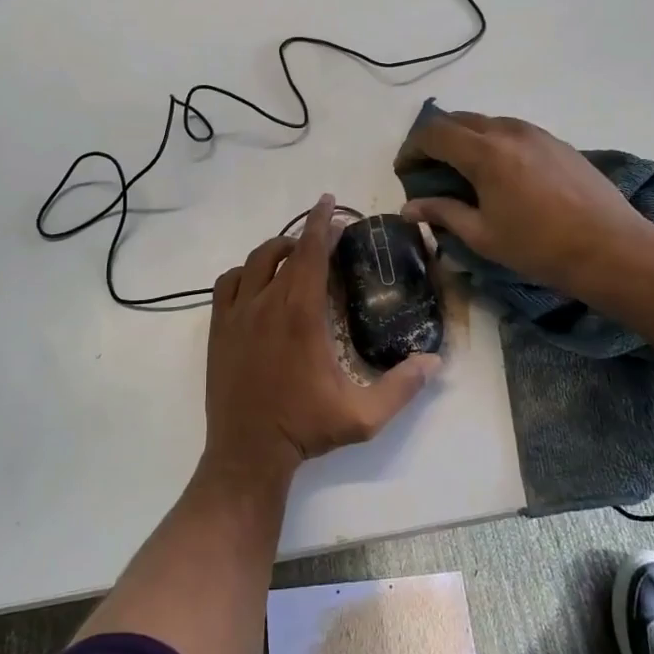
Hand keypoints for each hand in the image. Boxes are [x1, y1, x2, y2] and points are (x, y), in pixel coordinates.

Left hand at [205, 194, 439, 482]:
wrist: (248, 451)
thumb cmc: (305, 429)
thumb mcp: (363, 416)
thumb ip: (402, 387)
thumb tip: (434, 361)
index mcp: (302, 314)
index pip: (313, 252)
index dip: (323, 222)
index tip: (332, 201)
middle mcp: (267, 302)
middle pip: (286, 250)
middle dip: (307, 236)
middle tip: (327, 239)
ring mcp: (237, 313)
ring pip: (255, 261)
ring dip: (277, 250)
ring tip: (295, 256)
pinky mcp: (219, 327)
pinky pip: (227, 282)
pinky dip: (245, 273)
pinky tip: (258, 283)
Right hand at [397, 110, 653, 301]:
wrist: (611, 248)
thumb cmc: (540, 247)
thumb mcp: (482, 235)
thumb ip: (442, 213)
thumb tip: (408, 208)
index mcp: (485, 152)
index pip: (433, 133)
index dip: (411, 149)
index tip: (404, 171)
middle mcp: (508, 131)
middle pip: (457, 120)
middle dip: (435, 140)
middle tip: (427, 170)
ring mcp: (536, 133)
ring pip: (486, 122)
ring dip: (464, 139)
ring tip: (461, 172)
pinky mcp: (556, 142)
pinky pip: (512, 131)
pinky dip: (492, 143)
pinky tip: (498, 174)